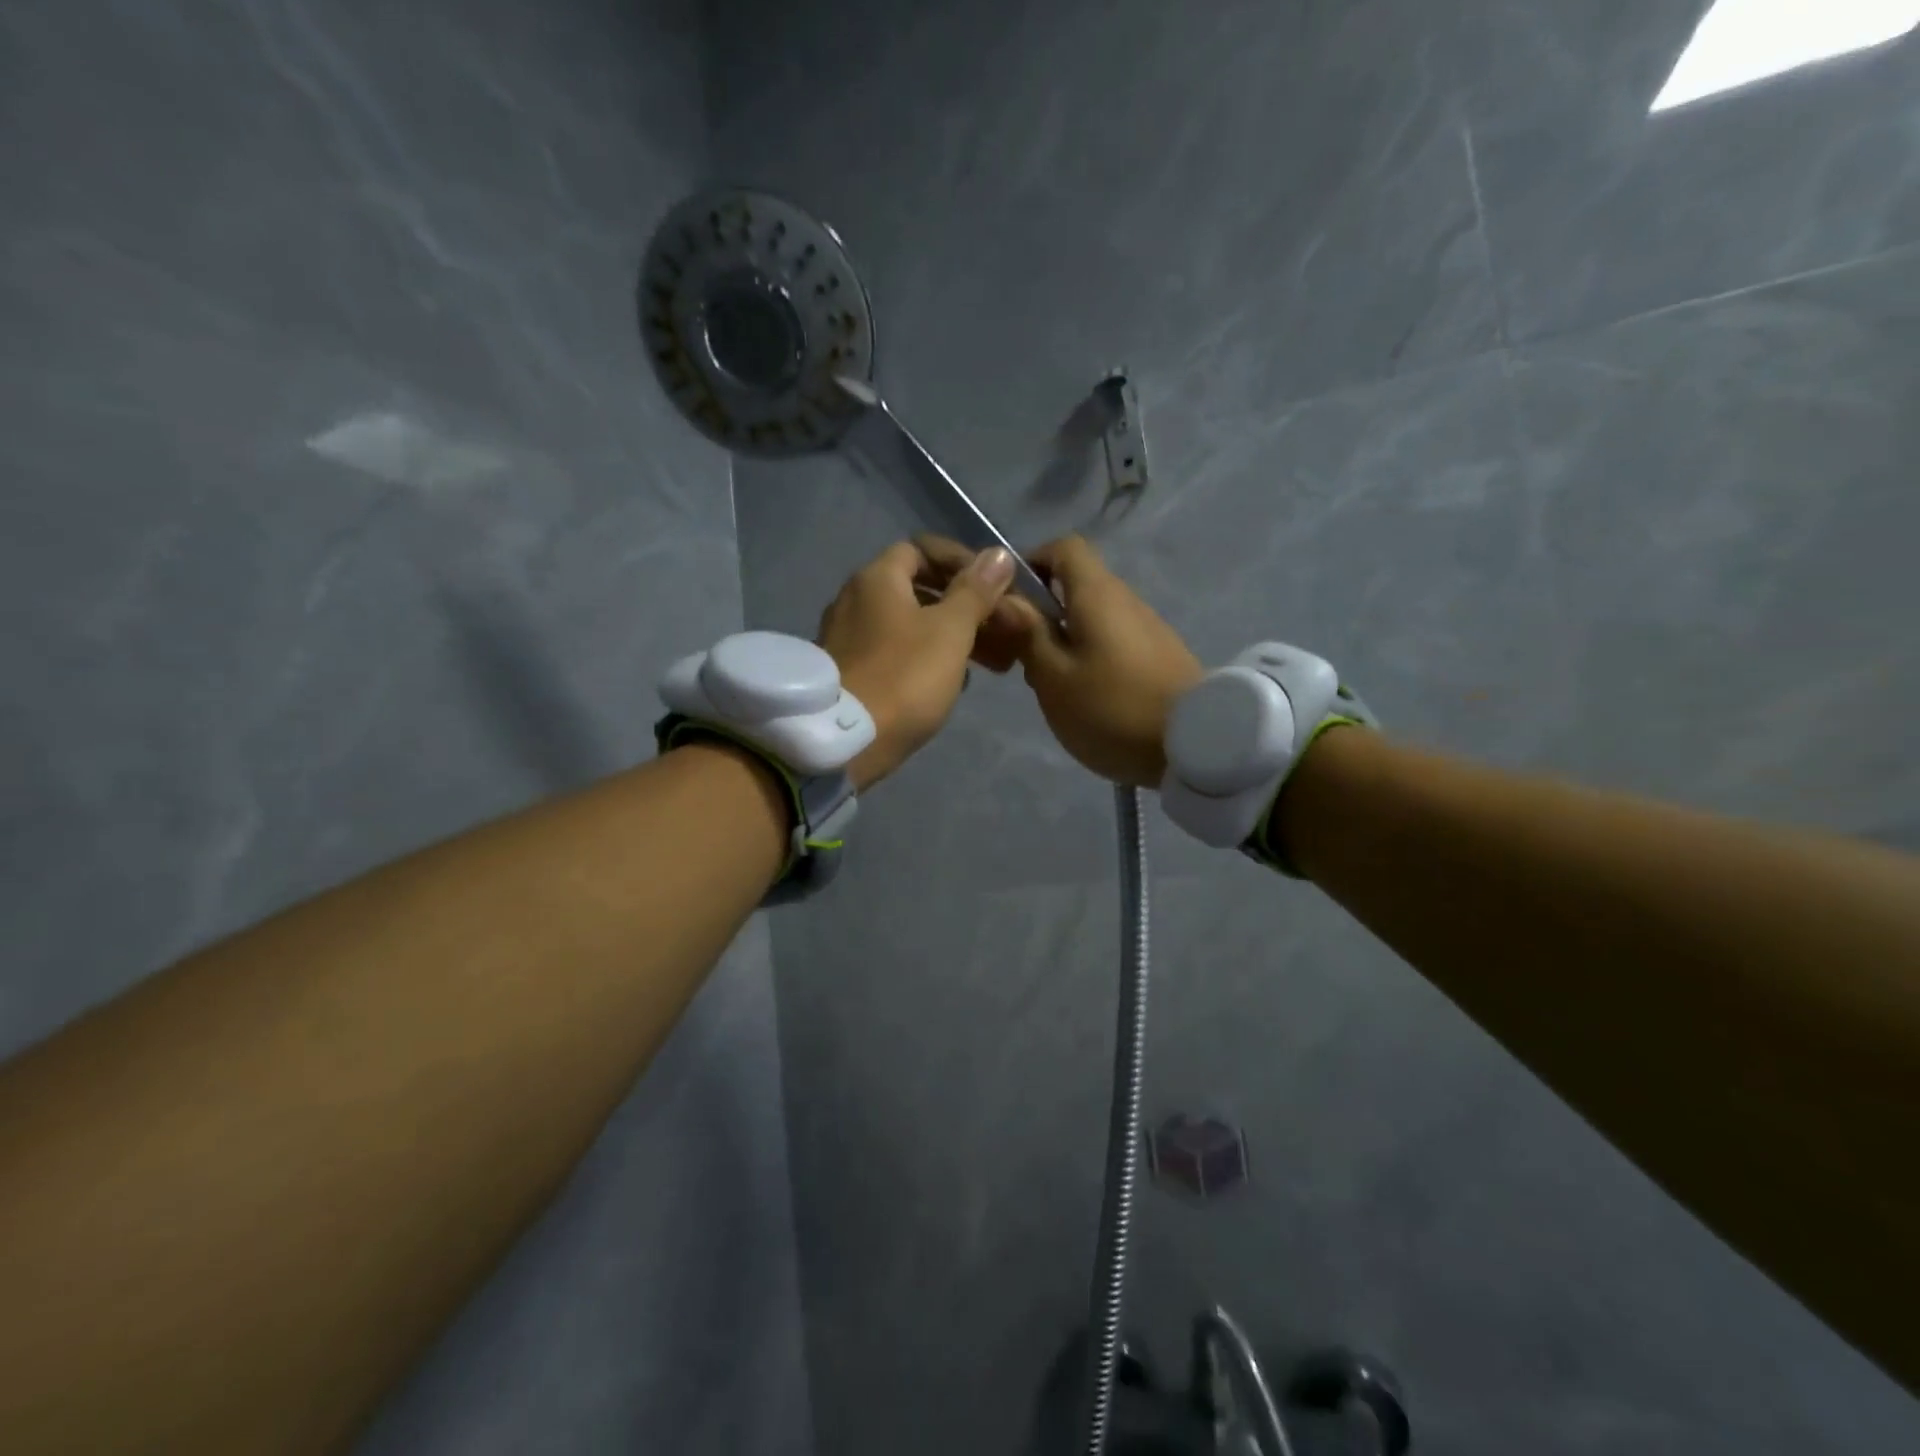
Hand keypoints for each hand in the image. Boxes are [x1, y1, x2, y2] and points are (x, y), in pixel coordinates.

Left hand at [817, 540, 1016, 789]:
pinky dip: (925, 659)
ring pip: (909, 625)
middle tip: (999, 629)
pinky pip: (895, 653)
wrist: (844, 743)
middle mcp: (854, 600)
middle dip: (963, 606)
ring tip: (988, 663)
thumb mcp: (950, 631)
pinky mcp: (848, 673)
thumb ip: (976, 592)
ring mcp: (847, 638)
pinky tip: (952, 684)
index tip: (992, 585)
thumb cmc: (903, 677)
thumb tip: (998, 554)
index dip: (960, 561)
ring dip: (949, 636)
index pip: (921, 549)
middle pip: (917, 589)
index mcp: (877, 579)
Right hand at [920, 534, 1201, 787]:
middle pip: (1077, 586)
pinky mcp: (1161, 657)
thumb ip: (1027, 634)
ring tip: (1053, 686)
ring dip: (1066, 642)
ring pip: (1094, 619)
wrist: (1198, 745)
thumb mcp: (1054, 677)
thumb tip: (1005, 598)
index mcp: (1097, 594)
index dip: (1031, 564)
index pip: (1063, 547)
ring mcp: (1149, 628)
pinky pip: (1115, 643)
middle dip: (1043, 614)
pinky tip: (1088, 699)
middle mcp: (1126, 600)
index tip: (1010, 602)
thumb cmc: (1113, 709)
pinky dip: (1092, 659)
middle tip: (1022, 658)